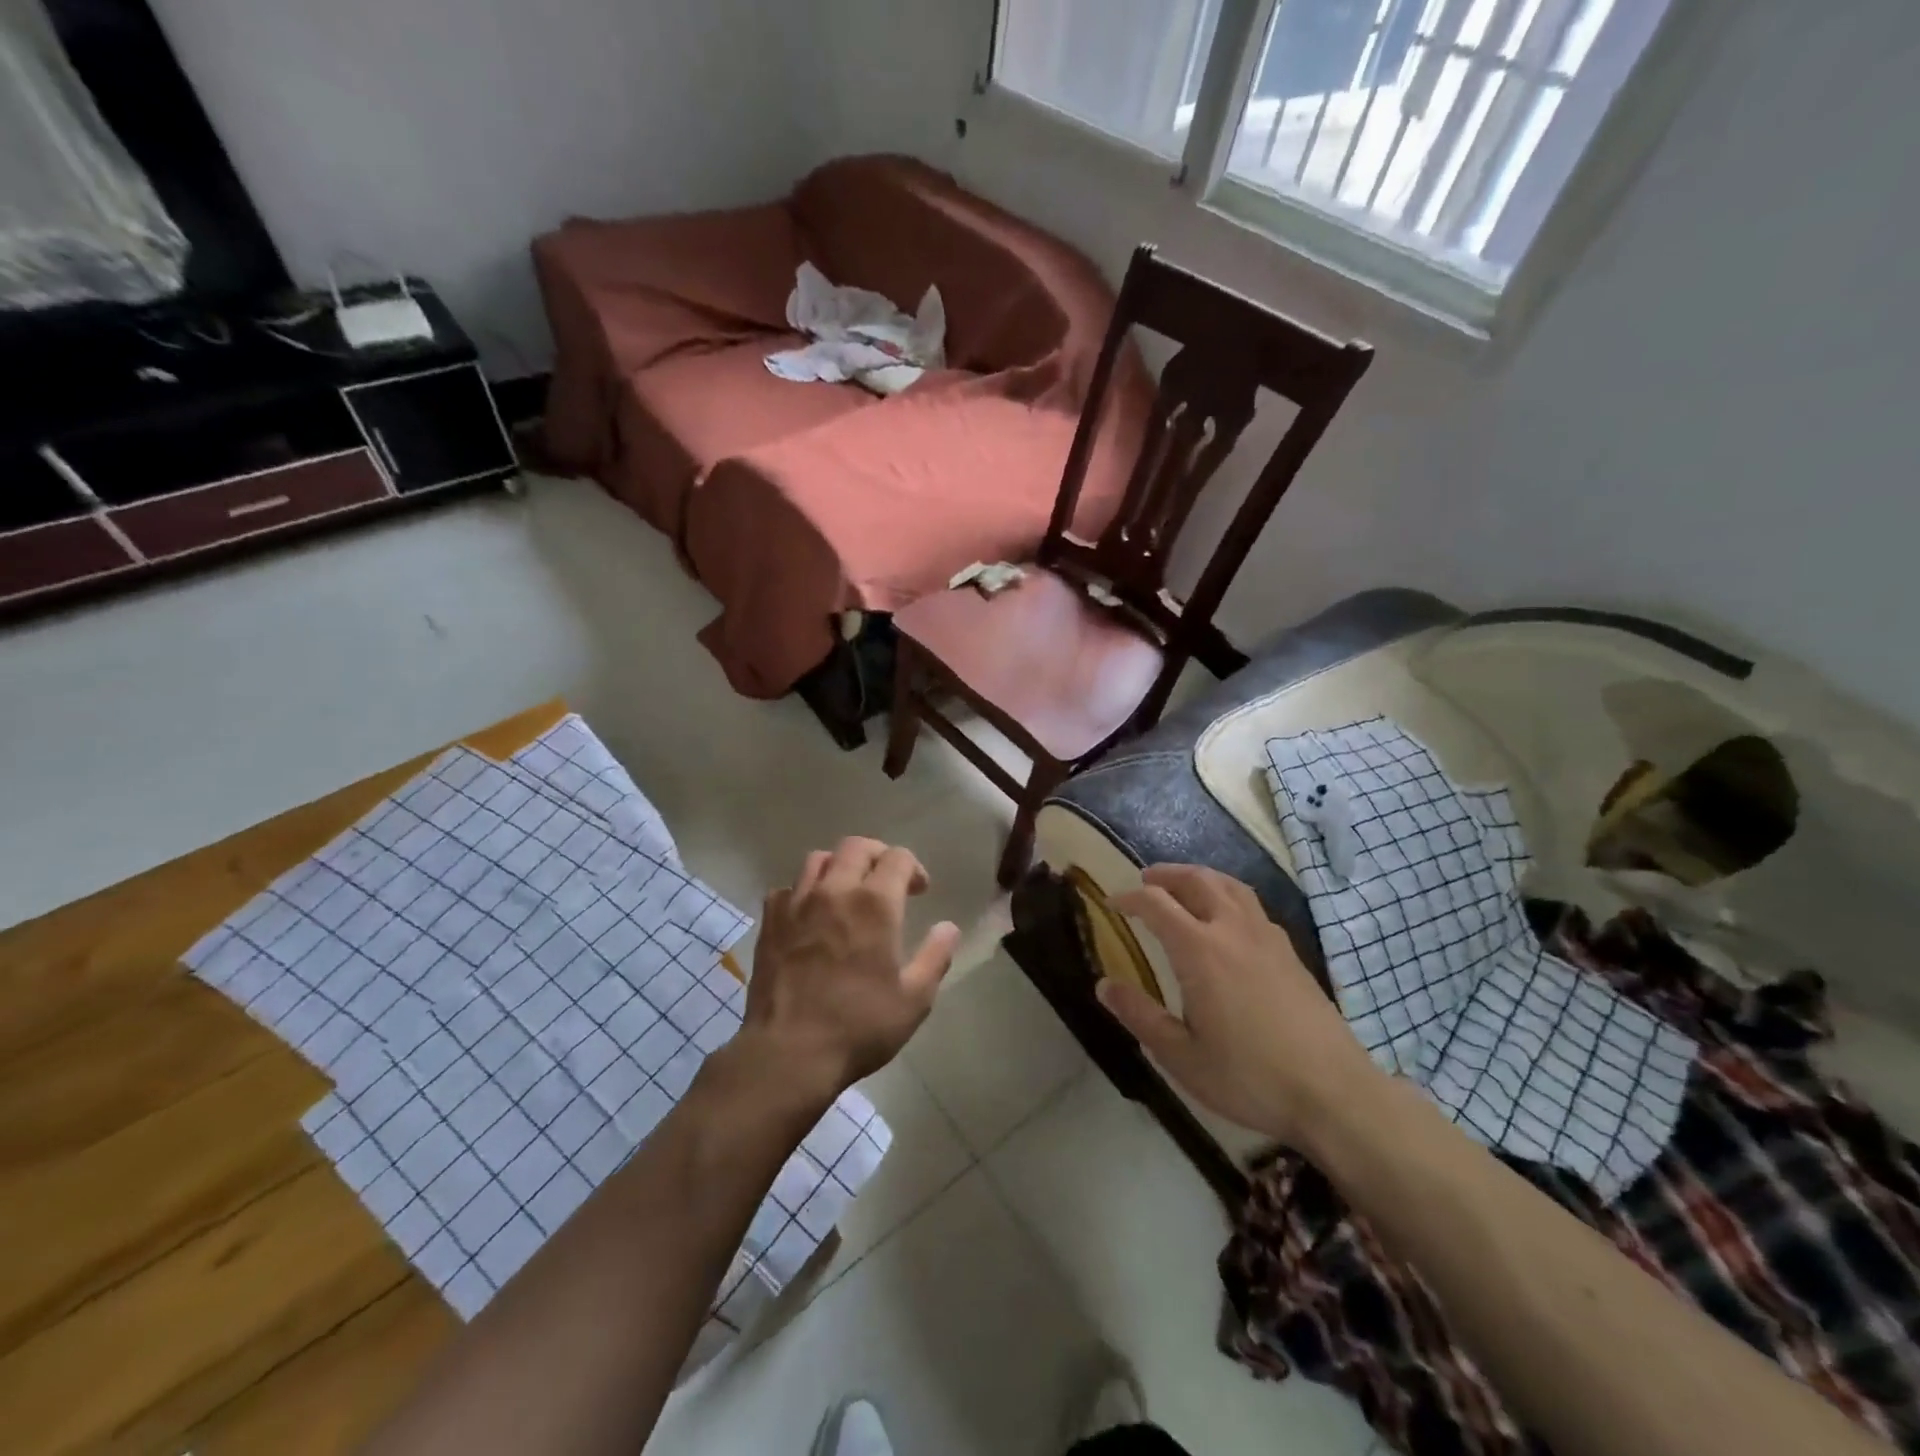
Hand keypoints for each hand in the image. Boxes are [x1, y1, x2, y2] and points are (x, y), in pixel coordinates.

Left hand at [737, 838, 960, 1105]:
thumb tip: (949, 927)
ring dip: (840, 866)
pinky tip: (810, 915)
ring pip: (818, 859)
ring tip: (848, 891)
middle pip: (856, 847)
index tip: (919, 891)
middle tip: (887, 881)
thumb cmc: (859, 1026)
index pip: (897, 858)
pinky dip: (803, 892)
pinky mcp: (770, 922)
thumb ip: (935, 956)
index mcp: (875, 903)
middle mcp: (834, 890)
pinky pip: (787, 889)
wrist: (788, 1053)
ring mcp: (796, 903)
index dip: (913, 868)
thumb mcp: (914, 999)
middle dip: (878, 856)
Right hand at [1098, 864, 1378, 1148]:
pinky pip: (1253, 905)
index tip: (1111, 904)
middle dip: (1166, 875)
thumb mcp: (1181, 1057)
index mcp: (1199, 950)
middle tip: (1145, 881)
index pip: (1156, 904)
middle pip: (1197, 880)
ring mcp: (1267, 938)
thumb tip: (1104, 985)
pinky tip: (1227, 920)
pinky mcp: (1290, 953)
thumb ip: (1140, 1016)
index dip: (1129, 898)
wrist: (1334, 1094)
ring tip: (1184, 887)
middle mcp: (1232, 930)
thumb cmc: (1249, 1077)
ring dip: (1200, 877)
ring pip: (1230, 886)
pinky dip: (1229, 896)